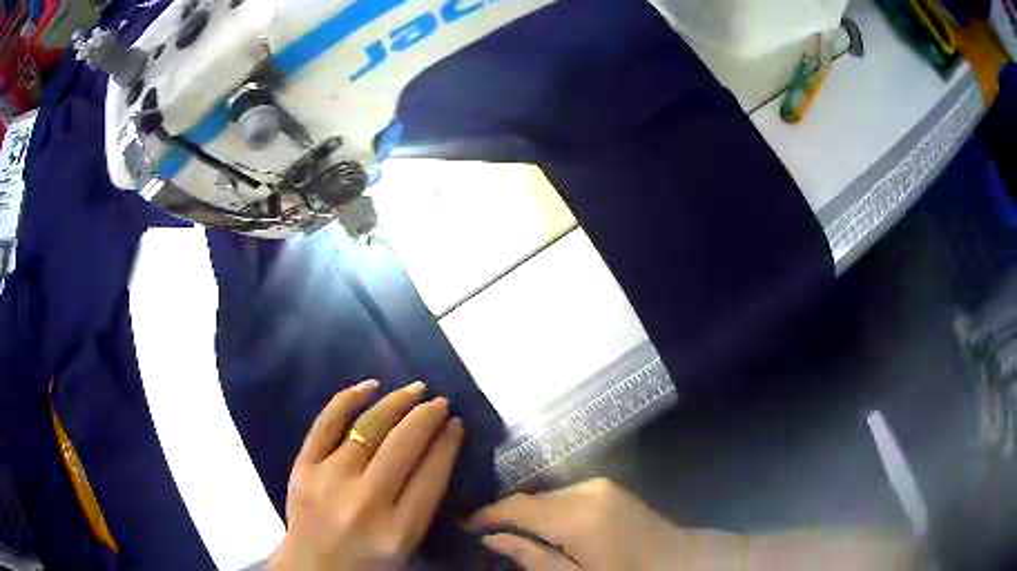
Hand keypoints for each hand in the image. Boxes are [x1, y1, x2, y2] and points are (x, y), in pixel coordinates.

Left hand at [269, 380, 464, 570]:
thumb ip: (422, 505)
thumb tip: (438, 452)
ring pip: (368, 428)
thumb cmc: (367, 562)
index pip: (431, 476)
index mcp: (398, 530)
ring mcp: (330, 480)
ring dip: (396, 403)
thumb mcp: (407, 545)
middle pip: (403, 446)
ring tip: (415, 389)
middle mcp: (366, 502)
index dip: (447, 444)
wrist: (312, 568)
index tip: (456, 423)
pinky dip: (348, 400)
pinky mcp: (303, 468)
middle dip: (427, 417)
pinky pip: (326, 424)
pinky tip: (370, 386)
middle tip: (440, 401)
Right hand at [468, 478, 693, 569]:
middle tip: (484, 536)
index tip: (462, 524)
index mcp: (578, 517)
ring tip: (513, 535)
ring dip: (528, 514)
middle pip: (531, 498)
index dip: (486, 514)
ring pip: (546, 495)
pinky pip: (565, 495)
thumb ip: (532, 558)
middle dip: (505, 516)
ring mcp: (600, 485)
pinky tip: (547, 529)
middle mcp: (587, 491)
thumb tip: (491, 537)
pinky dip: (549, 510)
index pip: (517, 506)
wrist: (679, 561)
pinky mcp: (608, 486)